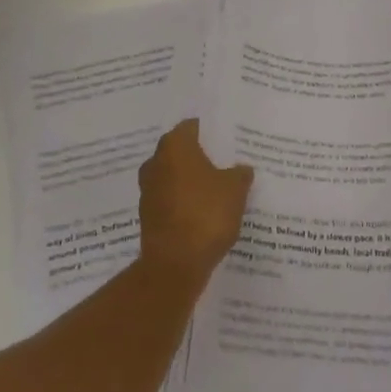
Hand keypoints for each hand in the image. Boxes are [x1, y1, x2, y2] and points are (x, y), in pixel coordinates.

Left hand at [138, 120, 252, 284]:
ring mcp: (148, 189)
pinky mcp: (148, 215)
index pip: (193, 127)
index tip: (228, 141)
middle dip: (201, 157)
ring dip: (191, 182)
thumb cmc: (205, 215)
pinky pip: (170, 200)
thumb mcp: (235, 190)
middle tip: (225, 164)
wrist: (174, 265)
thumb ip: (240, 174)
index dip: (211, 132)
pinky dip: (184, 203)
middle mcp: (156, 161)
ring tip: (217, 190)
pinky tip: (203, 213)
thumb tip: (242, 169)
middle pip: (182, 151)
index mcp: (174, 145)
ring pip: (175, 176)